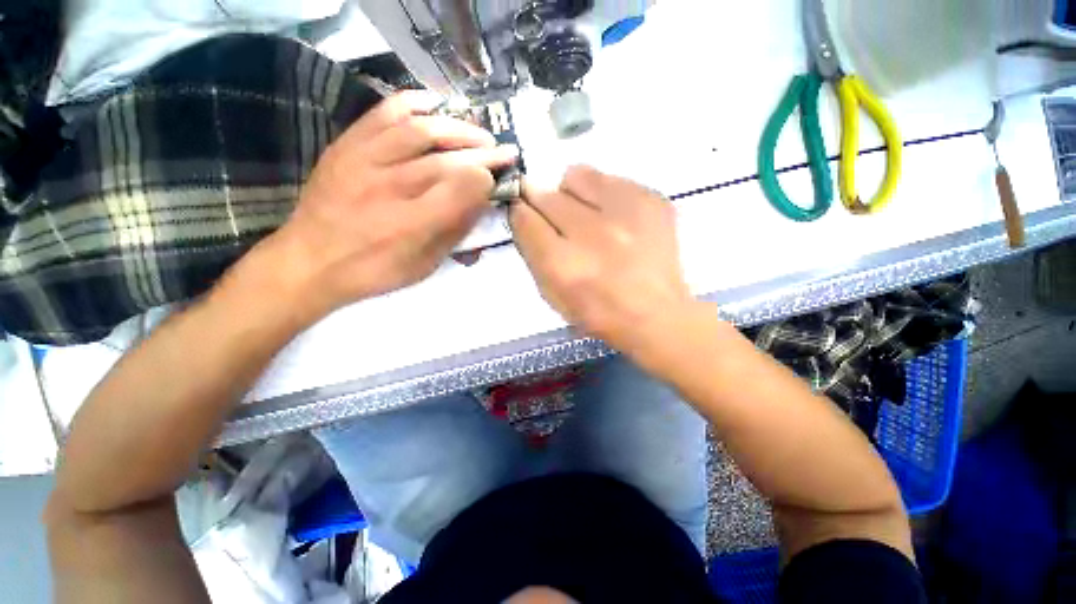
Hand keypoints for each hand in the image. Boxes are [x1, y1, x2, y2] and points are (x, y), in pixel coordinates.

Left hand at [256, 91, 518, 318]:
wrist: (309, 261)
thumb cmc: (374, 271)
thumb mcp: (425, 265)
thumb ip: (455, 232)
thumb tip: (481, 201)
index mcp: (413, 225)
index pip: (461, 189)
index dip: (486, 179)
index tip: (496, 179)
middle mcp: (391, 187)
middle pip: (448, 159)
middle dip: (484, 153)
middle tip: (504, 151)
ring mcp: (365, 160)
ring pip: (421, 130)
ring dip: (458, 128)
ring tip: (478, 133)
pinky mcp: (347, 145)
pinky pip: (384, 113)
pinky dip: (414, 103)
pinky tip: (435, 106)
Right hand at [510, 166, 693, 351]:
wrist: (657, 314)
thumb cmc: (598, 313)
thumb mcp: (552, 295)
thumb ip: (533, 253)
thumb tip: (524, 214)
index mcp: (563, 265)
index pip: (524, 218)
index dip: (520, 213)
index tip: (525, 214)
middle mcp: (591, 234)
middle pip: (547, 195)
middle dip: (542, 204)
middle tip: (557, 221)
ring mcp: (625, 213)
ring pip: (576, 176)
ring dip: (572, 194)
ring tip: (587, 216)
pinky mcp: (651, 200)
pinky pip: (610, 179)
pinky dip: (603, 195)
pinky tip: (615, 219)